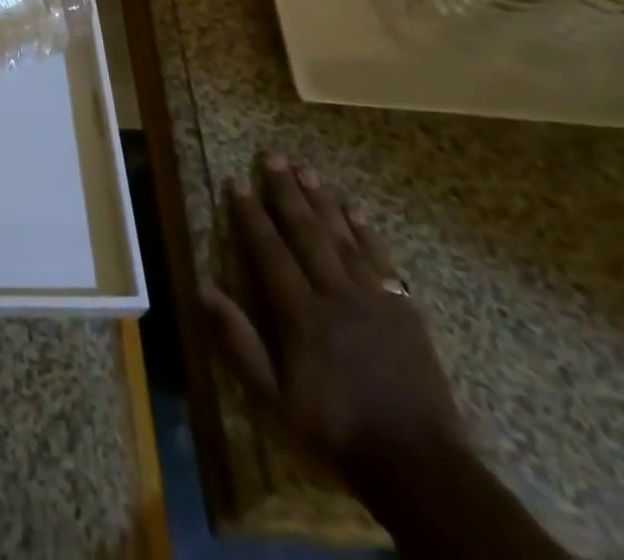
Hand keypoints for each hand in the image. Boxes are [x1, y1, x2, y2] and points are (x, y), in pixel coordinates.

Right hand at [205, 153, 468, 482]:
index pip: (268, 249)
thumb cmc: (337, 429)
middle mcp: (335, 294)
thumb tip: (203, 288)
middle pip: (306, 231)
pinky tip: (354, 210)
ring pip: (342, 237)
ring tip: (306, 170)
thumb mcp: (274, 396)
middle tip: (272, 156)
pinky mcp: (404, 310)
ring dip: (322, 201)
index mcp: (300, 313)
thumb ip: (238, 340)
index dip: (250, 213)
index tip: (236, 181)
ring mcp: (374, 299)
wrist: (420, 466)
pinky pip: (381, 259)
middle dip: (286, 191)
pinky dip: (366, 231)